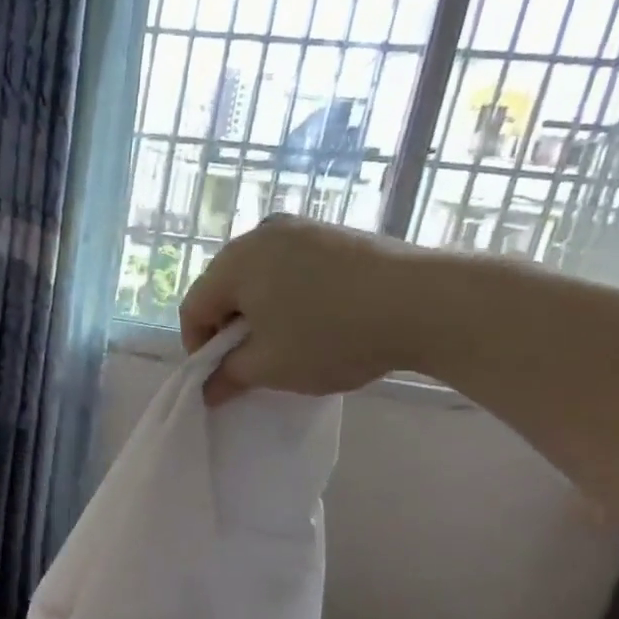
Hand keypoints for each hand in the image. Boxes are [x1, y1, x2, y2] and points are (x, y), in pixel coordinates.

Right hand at [180, 215, 433, 403]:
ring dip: (261, 314)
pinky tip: (317, 321)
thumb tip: (208, 389)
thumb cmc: (331, 336)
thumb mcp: (270, 367)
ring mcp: (301, 228)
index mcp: (234, 261)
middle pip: (224, 289)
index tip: (221, 378)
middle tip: (253, 364)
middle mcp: (261, 233)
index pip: (194, 308)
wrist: (425, 303)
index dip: (198, 349)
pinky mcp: (334, 234)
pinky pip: (292, 268)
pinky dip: (290, 297)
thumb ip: (228, 377)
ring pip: (260, 278)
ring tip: (289, 344)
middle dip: (230, 330)